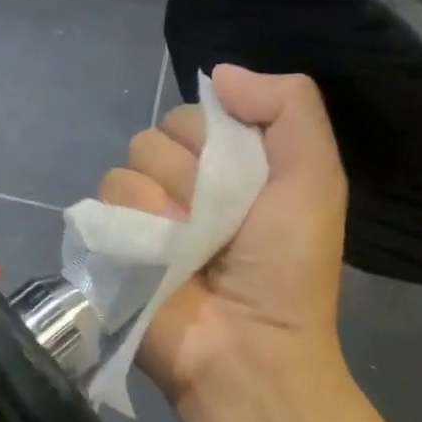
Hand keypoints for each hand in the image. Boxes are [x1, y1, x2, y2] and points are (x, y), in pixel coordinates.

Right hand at [99, 66, 354, 421]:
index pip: (197, 111)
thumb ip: (288, 107)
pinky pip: (107, 199)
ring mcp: (144, 212)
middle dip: (191, 173)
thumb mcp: (314, 176)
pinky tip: (158, 259)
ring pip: (130, 164)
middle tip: (219, 220)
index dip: (217, 137)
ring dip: (165, 203)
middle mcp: (182, 181)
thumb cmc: (287, 266)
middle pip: (158, 133)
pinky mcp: (112, 239)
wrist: (249, 347)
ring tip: (190, 247)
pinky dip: (136, 225)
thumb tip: (219, 74)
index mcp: (228, 162)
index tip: (244, 177)